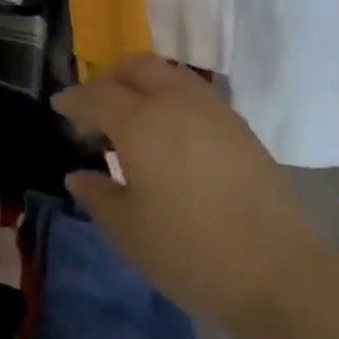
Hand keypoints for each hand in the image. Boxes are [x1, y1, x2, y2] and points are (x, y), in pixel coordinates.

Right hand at [53, 54, 323, 331]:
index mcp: (140, 120)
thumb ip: (97, 195)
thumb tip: (78, 174)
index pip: (97, 95)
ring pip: (168, 75)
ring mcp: (212, 109)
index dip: (74, 99)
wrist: (279, 272)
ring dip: (143, 85)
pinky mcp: (239, 126)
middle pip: (136, 67)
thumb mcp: (129, 231)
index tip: (59, 106)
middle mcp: (174, 100)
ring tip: (134, 120)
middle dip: (110, 79)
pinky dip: (170, 101)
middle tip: (96, 107)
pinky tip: (170, 137)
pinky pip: (193, 95)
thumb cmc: (191, 251)